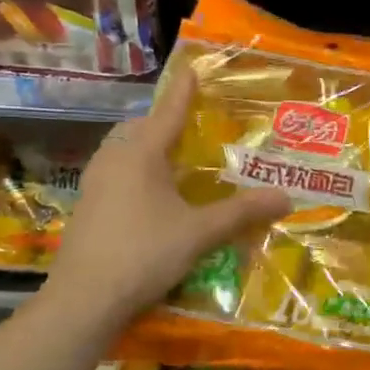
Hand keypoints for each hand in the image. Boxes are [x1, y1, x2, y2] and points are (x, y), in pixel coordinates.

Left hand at [39, 66, 290, 331]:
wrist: (83, 300)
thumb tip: (286, 196)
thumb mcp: (199, 233)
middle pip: (138, 128)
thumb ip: (242, 212)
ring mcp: (94, 184)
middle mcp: (113, 160)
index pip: (167, 113)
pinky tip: (151, 195)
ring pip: (121, 151)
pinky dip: (135, 170)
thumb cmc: (144, 254)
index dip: (183, 92)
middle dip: (161, 120)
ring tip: (172, 158)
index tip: (191, 69)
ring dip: (145, 147)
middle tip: (187, 124)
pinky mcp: (87, 207)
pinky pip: (114, 173)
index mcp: (140, 155)